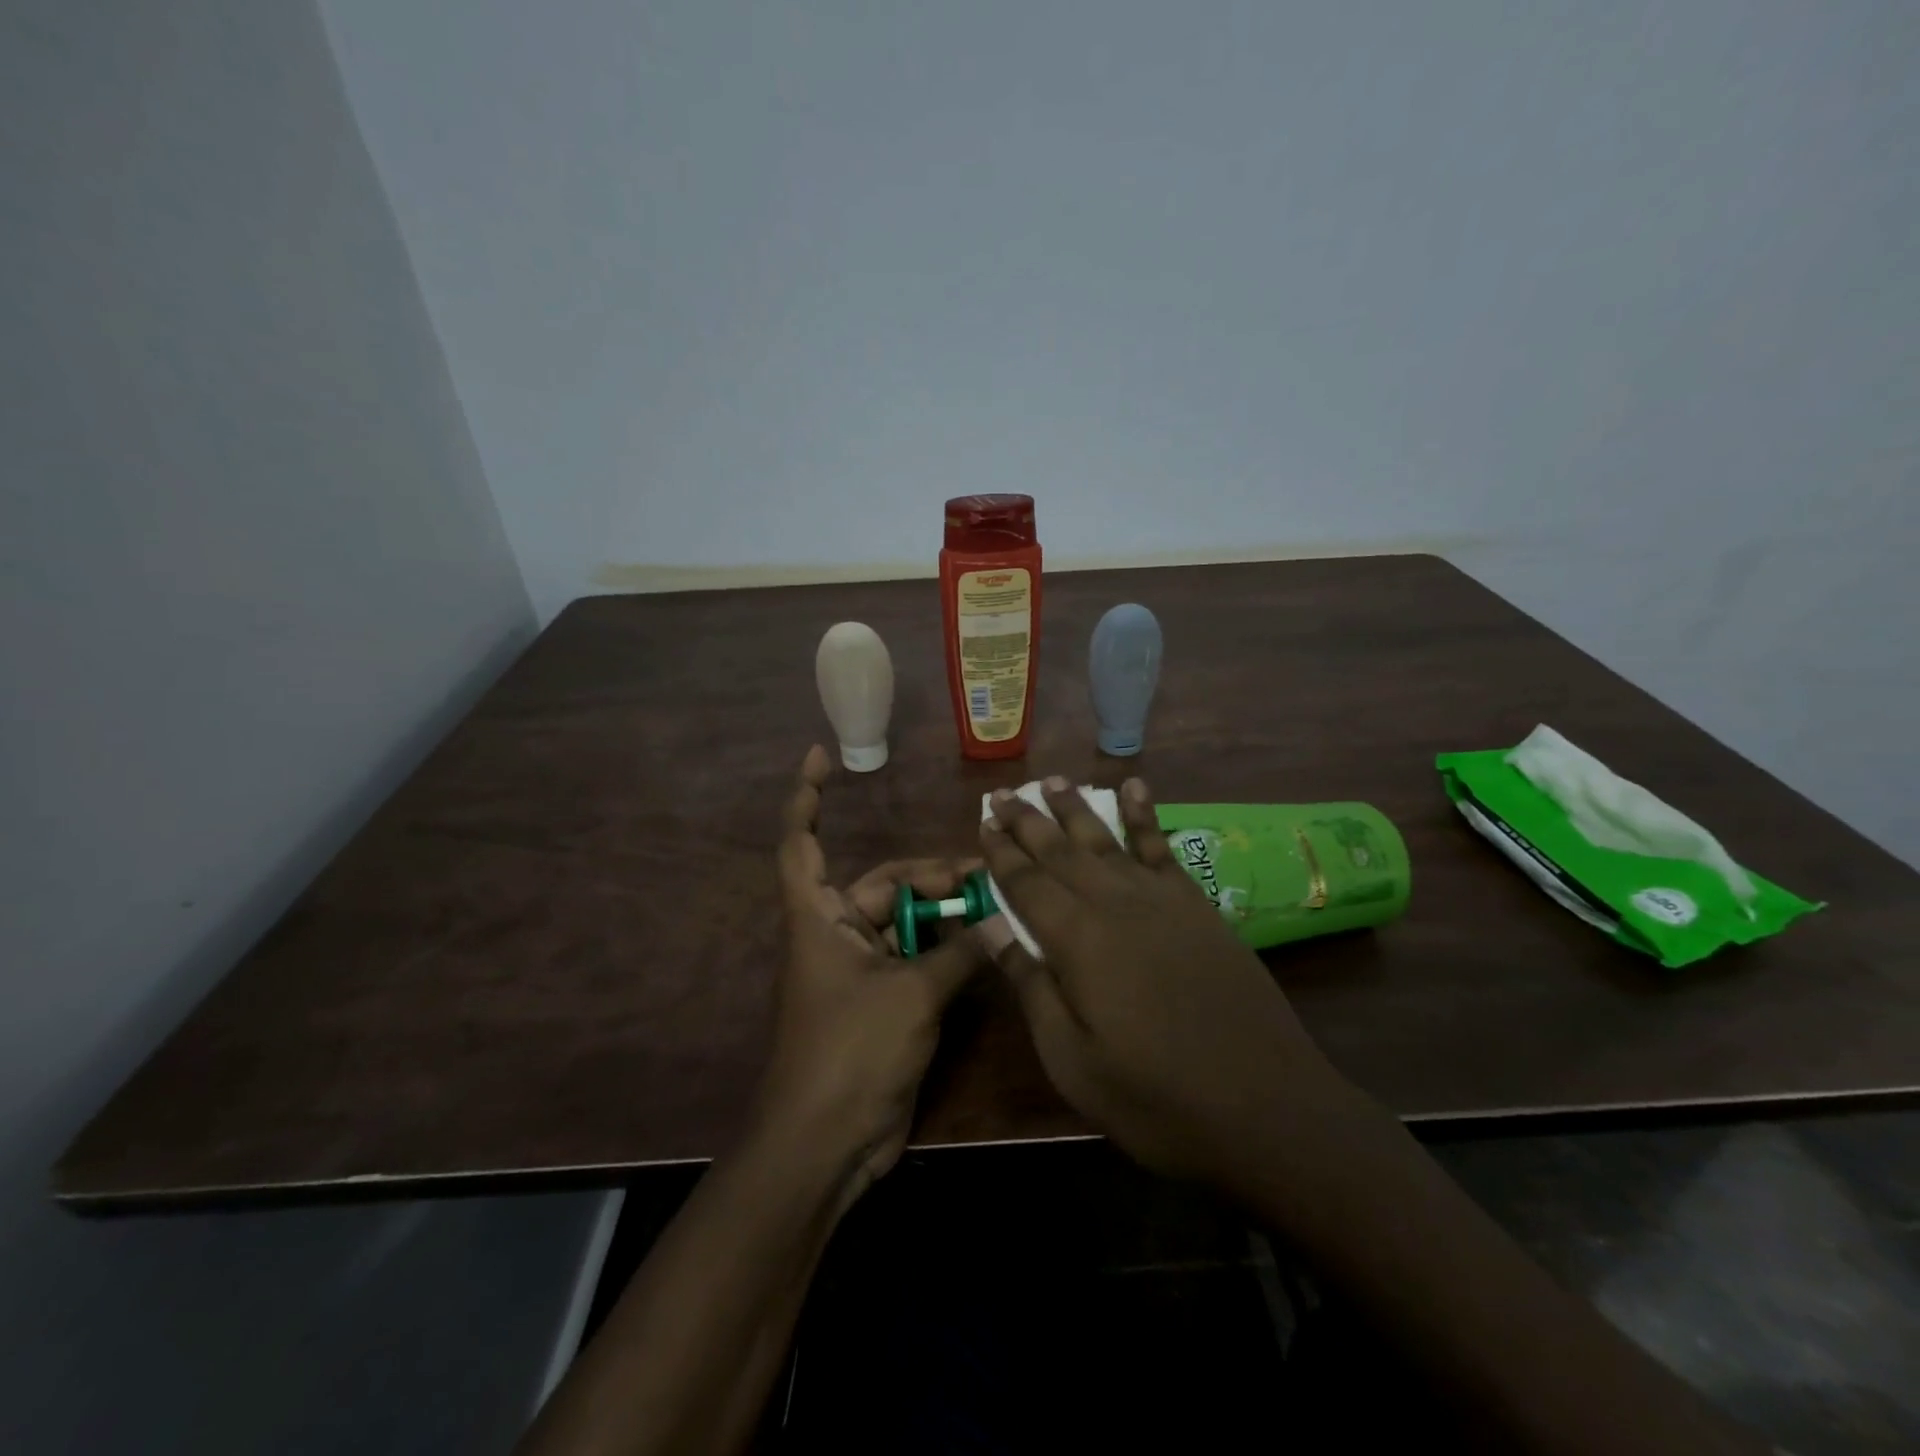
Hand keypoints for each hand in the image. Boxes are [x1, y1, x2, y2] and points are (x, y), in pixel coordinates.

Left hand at [753, 746, 987, 1204]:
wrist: (826, 1145)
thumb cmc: (850, 1054)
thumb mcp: (909, 996)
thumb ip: (957, 952)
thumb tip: (997, 918)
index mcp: (817, 917)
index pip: (800, 841)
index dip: (806, 797)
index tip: (821, 755)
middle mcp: (835, 933)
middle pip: (883, 883)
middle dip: (930, 875)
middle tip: (984, 873)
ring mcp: (860, 969)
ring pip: (908, 922)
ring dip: (946, 915)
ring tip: (994, 903)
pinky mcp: (883, 1001)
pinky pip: (918, 959)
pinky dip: (947, 950)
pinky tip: (986, 945)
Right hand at [980, 777, 1345, 1188]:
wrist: (1265, 1106)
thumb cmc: (1155, 1097)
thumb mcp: (1072, 1061)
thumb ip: (1031, 988)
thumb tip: (991, 931)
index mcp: (1077, 941)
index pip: (1026, 883)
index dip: (1001, 853)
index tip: (982, 822)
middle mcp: (1114, 904)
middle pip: (1061, 852)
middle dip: (1027, 821)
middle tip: (1002, 793)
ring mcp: (1161, 900)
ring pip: (1107, 840)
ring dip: (1076, 809)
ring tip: (1052, 780)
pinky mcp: (1197, 907)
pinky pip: (1162, 848)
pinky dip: (1144, 815)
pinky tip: (1135, 788)